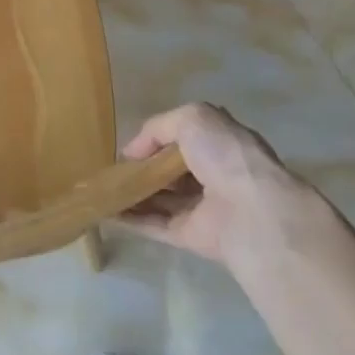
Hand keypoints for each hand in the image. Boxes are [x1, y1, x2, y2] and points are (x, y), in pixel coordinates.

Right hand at [120, 103, 332, 269]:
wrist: (252, 213)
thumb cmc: (225, 154)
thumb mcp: (191, 118)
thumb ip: (158, 127)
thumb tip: (132, 152)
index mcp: (218, 143)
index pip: (185, 137)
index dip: (158, 139)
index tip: (132, 145)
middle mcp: (212, 174)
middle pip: (171, 171)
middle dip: (144, 168)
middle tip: (112, 167)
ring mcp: (201, 208)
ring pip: (161, 199)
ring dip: (133, 194)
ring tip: (101, 188)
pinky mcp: (191, 237)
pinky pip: (155, 226)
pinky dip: (132, 220)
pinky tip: (106, 211)